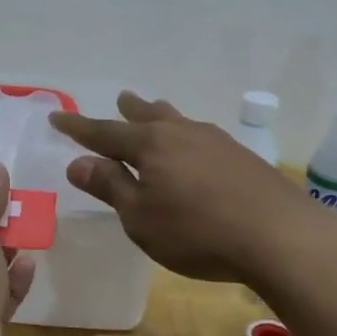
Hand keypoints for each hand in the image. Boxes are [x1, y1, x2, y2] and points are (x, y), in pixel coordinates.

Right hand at [50, 92, 308, 281]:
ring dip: (161, 116)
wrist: (279, 236)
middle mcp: (182, 133)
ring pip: (179, 122)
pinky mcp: (242, 158)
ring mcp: (217, 142)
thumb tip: (78, 162)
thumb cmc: (196, 232)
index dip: (79, 128)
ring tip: (155, 109)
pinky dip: (186, 136)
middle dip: (129, 111)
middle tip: (121, 98)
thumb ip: (110, 186)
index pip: (105, 133)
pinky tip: (195, 148)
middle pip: (148, 117)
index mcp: (151, 145)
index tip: (57, 116)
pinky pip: (201, 137)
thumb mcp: (140, 217)